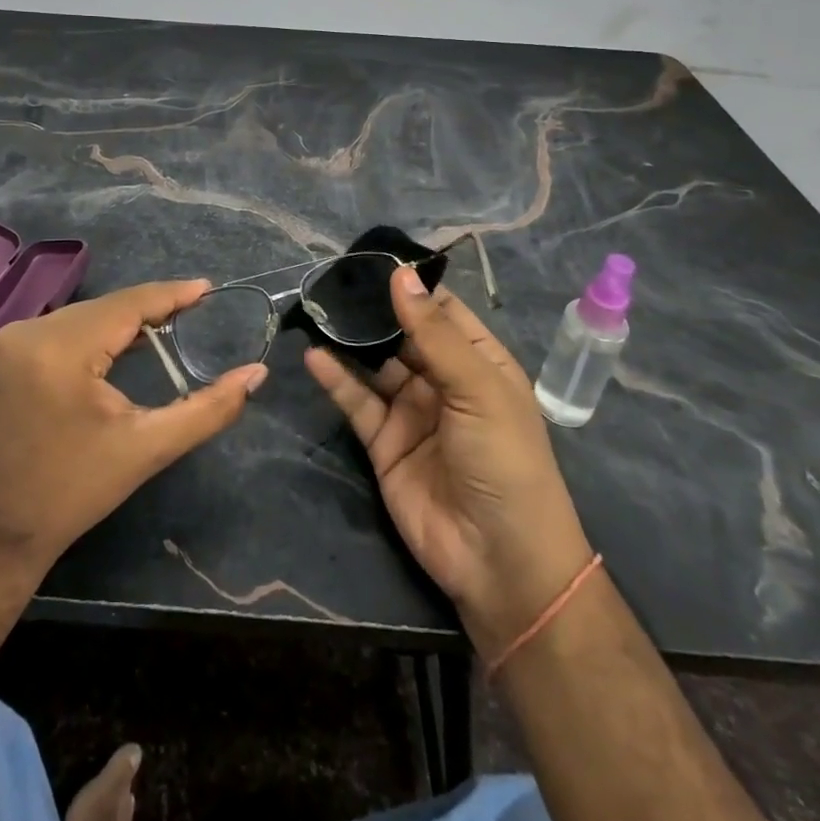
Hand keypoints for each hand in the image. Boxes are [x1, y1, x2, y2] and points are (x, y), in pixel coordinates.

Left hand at [0, 280, 266, 572]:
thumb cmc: (74, 492)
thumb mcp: (147, 449)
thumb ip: (208, 409)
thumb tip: (257, 373)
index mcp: (60, 349)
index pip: (127, 305)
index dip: (171, 294)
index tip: (208, 287)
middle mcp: (29, 331)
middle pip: (105, 308)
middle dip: (150, 309)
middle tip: (194, 309)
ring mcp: (10, 340)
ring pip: (83, 315)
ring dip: (122, 321)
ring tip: (168, 324)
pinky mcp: (3, 352)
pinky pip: (61, 328)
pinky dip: (94, 332)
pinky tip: (121, 343)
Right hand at [304, 266, 593, 655]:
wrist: (500, 562)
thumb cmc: (506, 462)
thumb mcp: (478, 389)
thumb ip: (433, 333)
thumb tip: (400, 275)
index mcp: (479, 362)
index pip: (440, 310)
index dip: (409, 285)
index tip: (369, 258)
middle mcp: (443, 380)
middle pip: (402, 334)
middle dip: (372, 309)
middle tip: (330, 280)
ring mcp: (411, 411)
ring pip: (375, 364)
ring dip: (349, 340)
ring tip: (316, 310)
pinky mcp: (383, 442)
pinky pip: (357, 401)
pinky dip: (336, 378)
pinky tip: (313, 356)